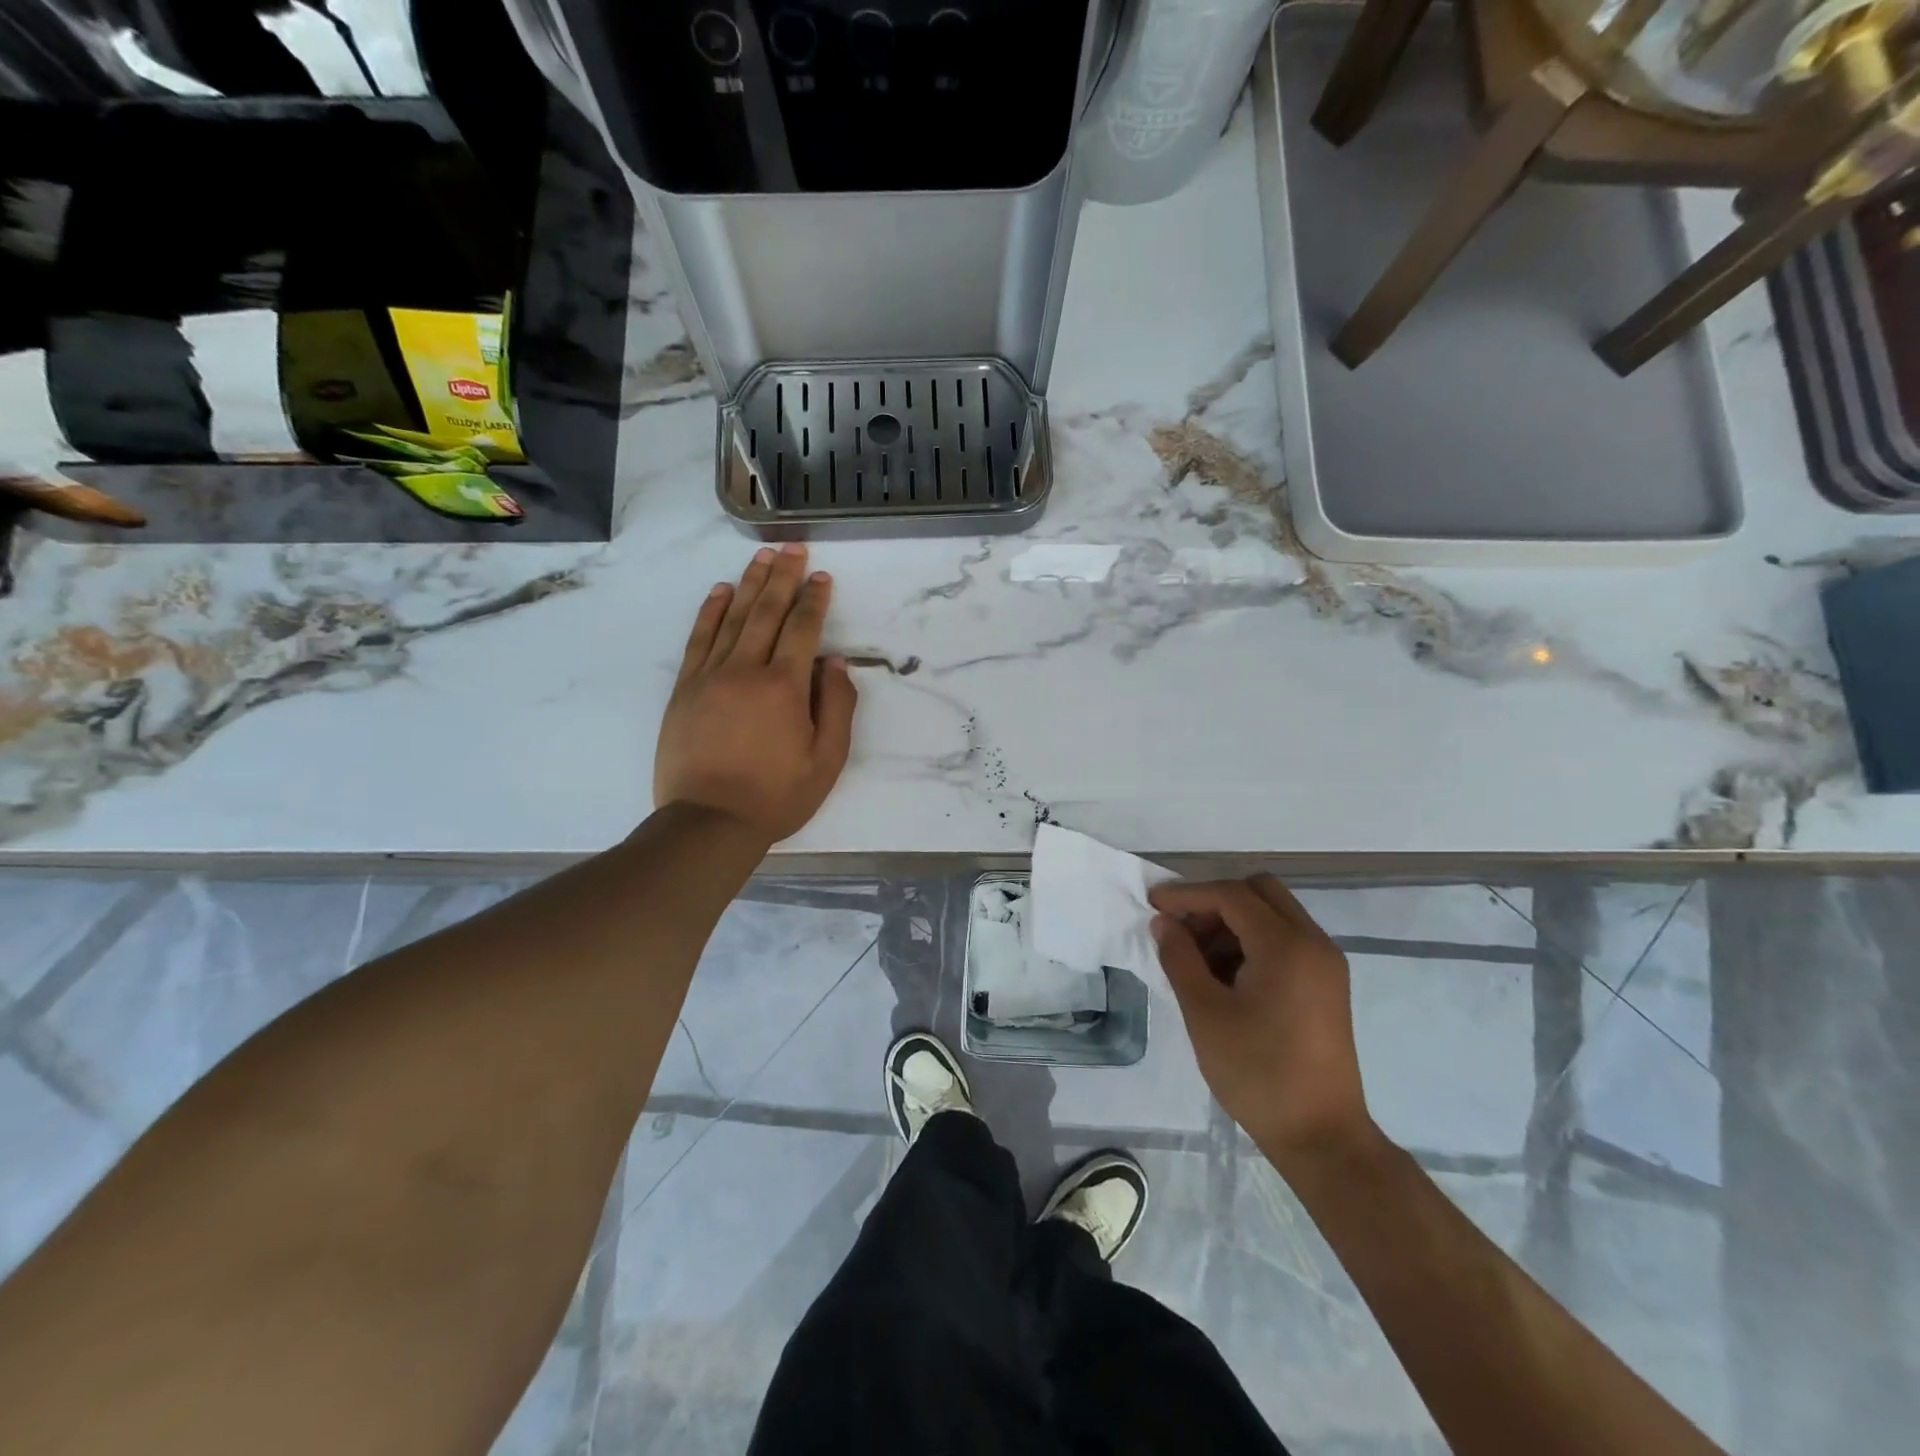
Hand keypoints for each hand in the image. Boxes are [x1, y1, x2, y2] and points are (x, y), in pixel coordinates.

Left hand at [654, 544, 857, 843]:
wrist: (708, 822)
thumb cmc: (776, 796)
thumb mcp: (827, 762)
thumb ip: (837, 708)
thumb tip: (834, 663)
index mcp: (785, 687)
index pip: (802, 629)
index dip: (814, 600)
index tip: (822, 578)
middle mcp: (746, 670)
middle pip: (767, 612)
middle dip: (783, 577)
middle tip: (793, 548)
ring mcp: (710, 676)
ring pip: (733, 618)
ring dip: (750, 584)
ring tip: (763, 557)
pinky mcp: (685, 689)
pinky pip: (699, 639)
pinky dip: (710, 612)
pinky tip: (721, 592)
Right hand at [1150, 876, 1375, 1164]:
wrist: (1321, 1138)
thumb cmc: (1257, 1073)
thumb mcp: (1204, 1013)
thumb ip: (1180, 958)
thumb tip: (1164, 923)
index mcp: (1286, 946)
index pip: (1231, 895)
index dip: (1187, 894)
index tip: (1151, 904)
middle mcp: (1313, 943)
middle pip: (1258, 892)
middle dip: (1213, 902)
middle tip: (1180, 931)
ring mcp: (1325, 964)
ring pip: (1272, 915)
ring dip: (1232, 923)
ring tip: (1196, 960)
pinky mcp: (1326, 985)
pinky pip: (1285, 940)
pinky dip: (1252, 943)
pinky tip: (1225, 977)